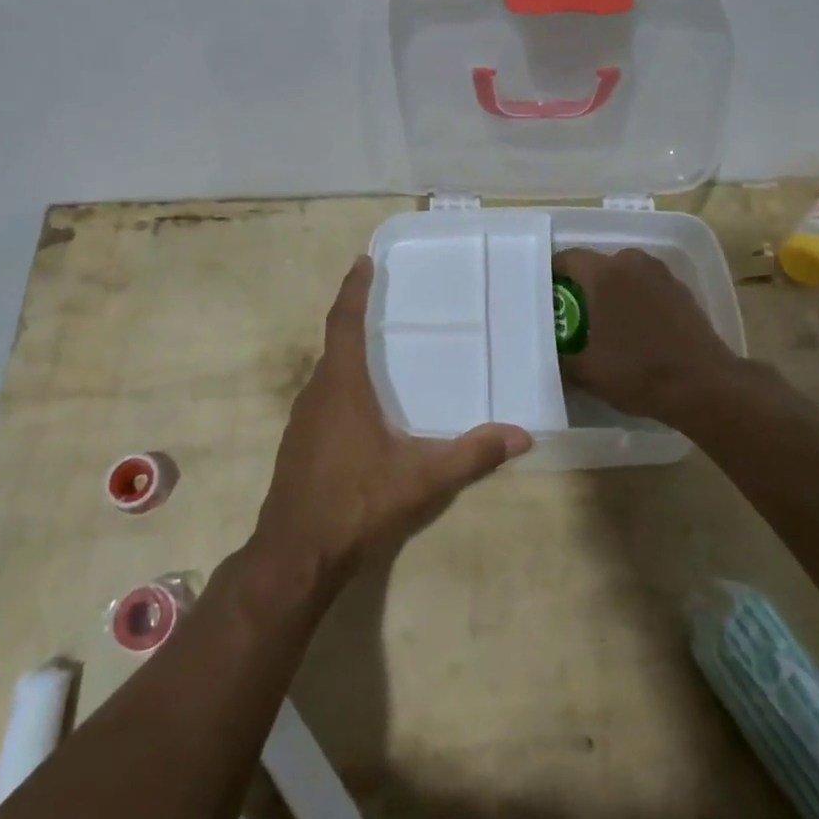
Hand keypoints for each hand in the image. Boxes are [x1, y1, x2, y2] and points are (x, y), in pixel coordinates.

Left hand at [251, 256, 532, 592]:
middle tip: (382, 303)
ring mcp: (301, 421)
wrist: (296, 556)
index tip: (362, 262)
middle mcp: (316, 395)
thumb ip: (472, 455)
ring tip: (378, 351)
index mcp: (342, 388)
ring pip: (326, 374)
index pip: (344, 324)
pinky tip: (363, 409)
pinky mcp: (298, 446)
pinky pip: (322, 399)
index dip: (353, 290)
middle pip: (334, 344)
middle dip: (354, 318)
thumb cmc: (356, 504)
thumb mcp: (422, 479)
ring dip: (347, 355)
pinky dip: (342, 386)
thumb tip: (522, 435)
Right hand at [552, 247, 741, 425]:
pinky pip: (647, 287)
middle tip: (572, 314)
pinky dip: (636, 300)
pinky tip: (635, 330)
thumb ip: (561, 355)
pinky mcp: (683, 291)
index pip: (567, 259)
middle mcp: (633, 263)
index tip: (546, 296)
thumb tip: (551, 351)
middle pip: (598, 265)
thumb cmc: (637, 372)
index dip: (552, 275)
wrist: (703, 386)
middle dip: (583, 286)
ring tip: (604, 323)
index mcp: (605, 274)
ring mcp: (662, 275)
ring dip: (612, 292)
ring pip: (625, 275)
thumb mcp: (585, 371)